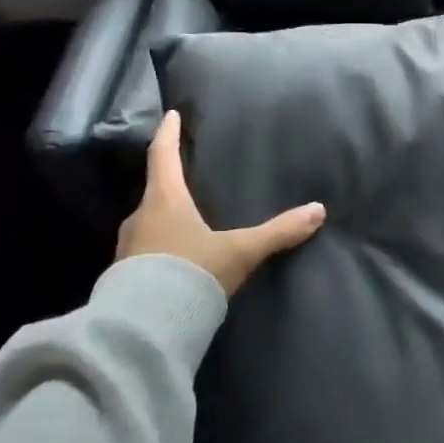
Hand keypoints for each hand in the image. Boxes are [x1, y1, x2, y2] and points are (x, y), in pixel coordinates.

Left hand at [116, 110, 325, 293]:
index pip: (163, 155)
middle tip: (186, 174)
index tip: (171, 115)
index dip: (168, 133)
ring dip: (165, 216)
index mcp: (164, 200)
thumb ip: (278, 232)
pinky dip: (161, 245)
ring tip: (185, 218)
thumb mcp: (240, 251)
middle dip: (170, 181)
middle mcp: (141, 217)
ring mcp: (128, 247)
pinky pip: (145, 249)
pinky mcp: (125, 275)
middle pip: (155, 189)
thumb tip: (318, 211)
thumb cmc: (192, 272)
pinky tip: (176, 257)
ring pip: (149, 221)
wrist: (146, 327)